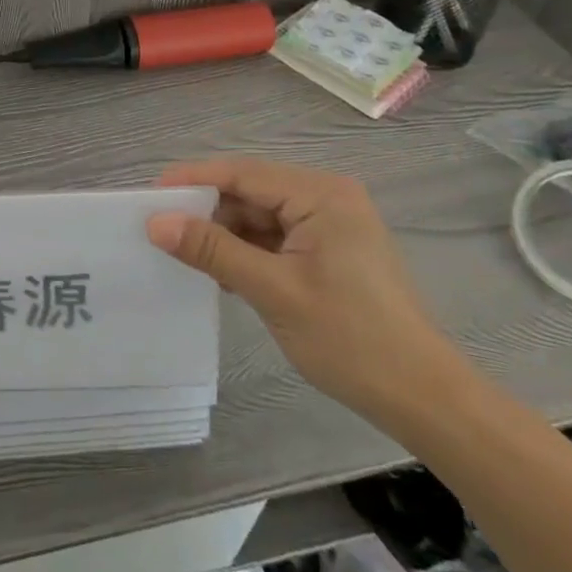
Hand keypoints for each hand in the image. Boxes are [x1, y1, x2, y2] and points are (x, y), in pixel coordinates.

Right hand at [146, 156, 466, 425]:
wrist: (423, 399)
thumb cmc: (351, 339)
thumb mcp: (272, 291)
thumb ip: (212, 250)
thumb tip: (155, 222)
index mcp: (321, 194)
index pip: (242, 173)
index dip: (192, 180)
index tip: (149, 195)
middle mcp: (326, 197)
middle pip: (250, 191)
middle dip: (207, 210)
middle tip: (160, 229)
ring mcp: (330, 224)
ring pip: (259, 215)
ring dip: (225, 234)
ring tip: (185, 255)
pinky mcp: (329, 250)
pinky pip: (275, 237)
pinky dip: (246, 251)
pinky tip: (221, 272)